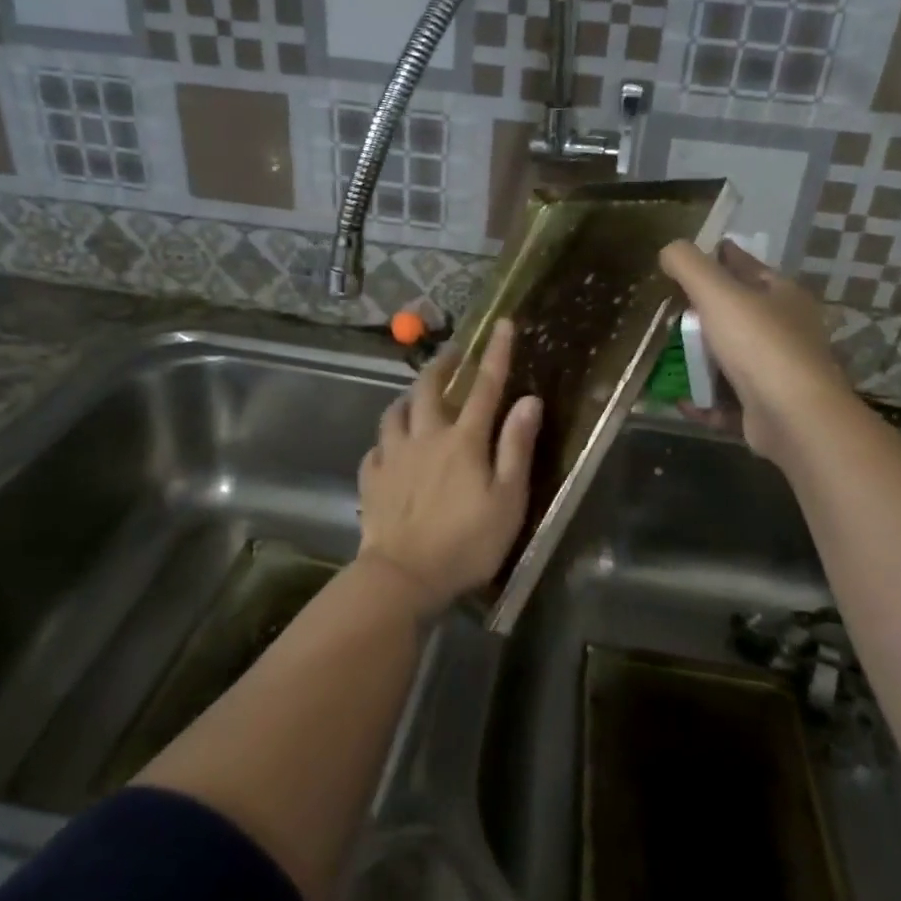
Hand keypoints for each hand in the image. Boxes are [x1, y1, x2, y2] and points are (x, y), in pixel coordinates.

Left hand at [356, 318, 542, 615]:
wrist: (403, 576)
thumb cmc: (466, 542)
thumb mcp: (507, 500)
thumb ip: (516, 447)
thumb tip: (529, 400)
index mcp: (463, 440)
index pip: (485, 387)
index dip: (496, 353)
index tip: (502, 324)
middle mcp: (425, 436)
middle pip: (428, 388)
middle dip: (441, 364)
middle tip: (452, 354)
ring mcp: (392, 456)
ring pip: (395, 411)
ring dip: (408, 397)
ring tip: (416, 396)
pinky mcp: (371, 478)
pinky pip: (376, 447)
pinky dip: (386, 440)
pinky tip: (389, 447)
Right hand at [659, 240, 852, 462]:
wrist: (794, 417)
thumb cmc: (759, 345)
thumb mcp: (718, 293)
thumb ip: (689, 266)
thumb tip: (669, 250)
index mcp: (782, 296)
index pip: (748, 267)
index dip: (723, 257)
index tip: (697, 255)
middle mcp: (785, 331)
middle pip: (738, 315)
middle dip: (705, 313)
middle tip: (670, 310)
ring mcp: (777, 373)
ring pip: (732, 360)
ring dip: (701, 361)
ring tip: (667, 357)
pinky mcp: (766, 409)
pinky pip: (727, 400)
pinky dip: (704, 400)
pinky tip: (680, 400)